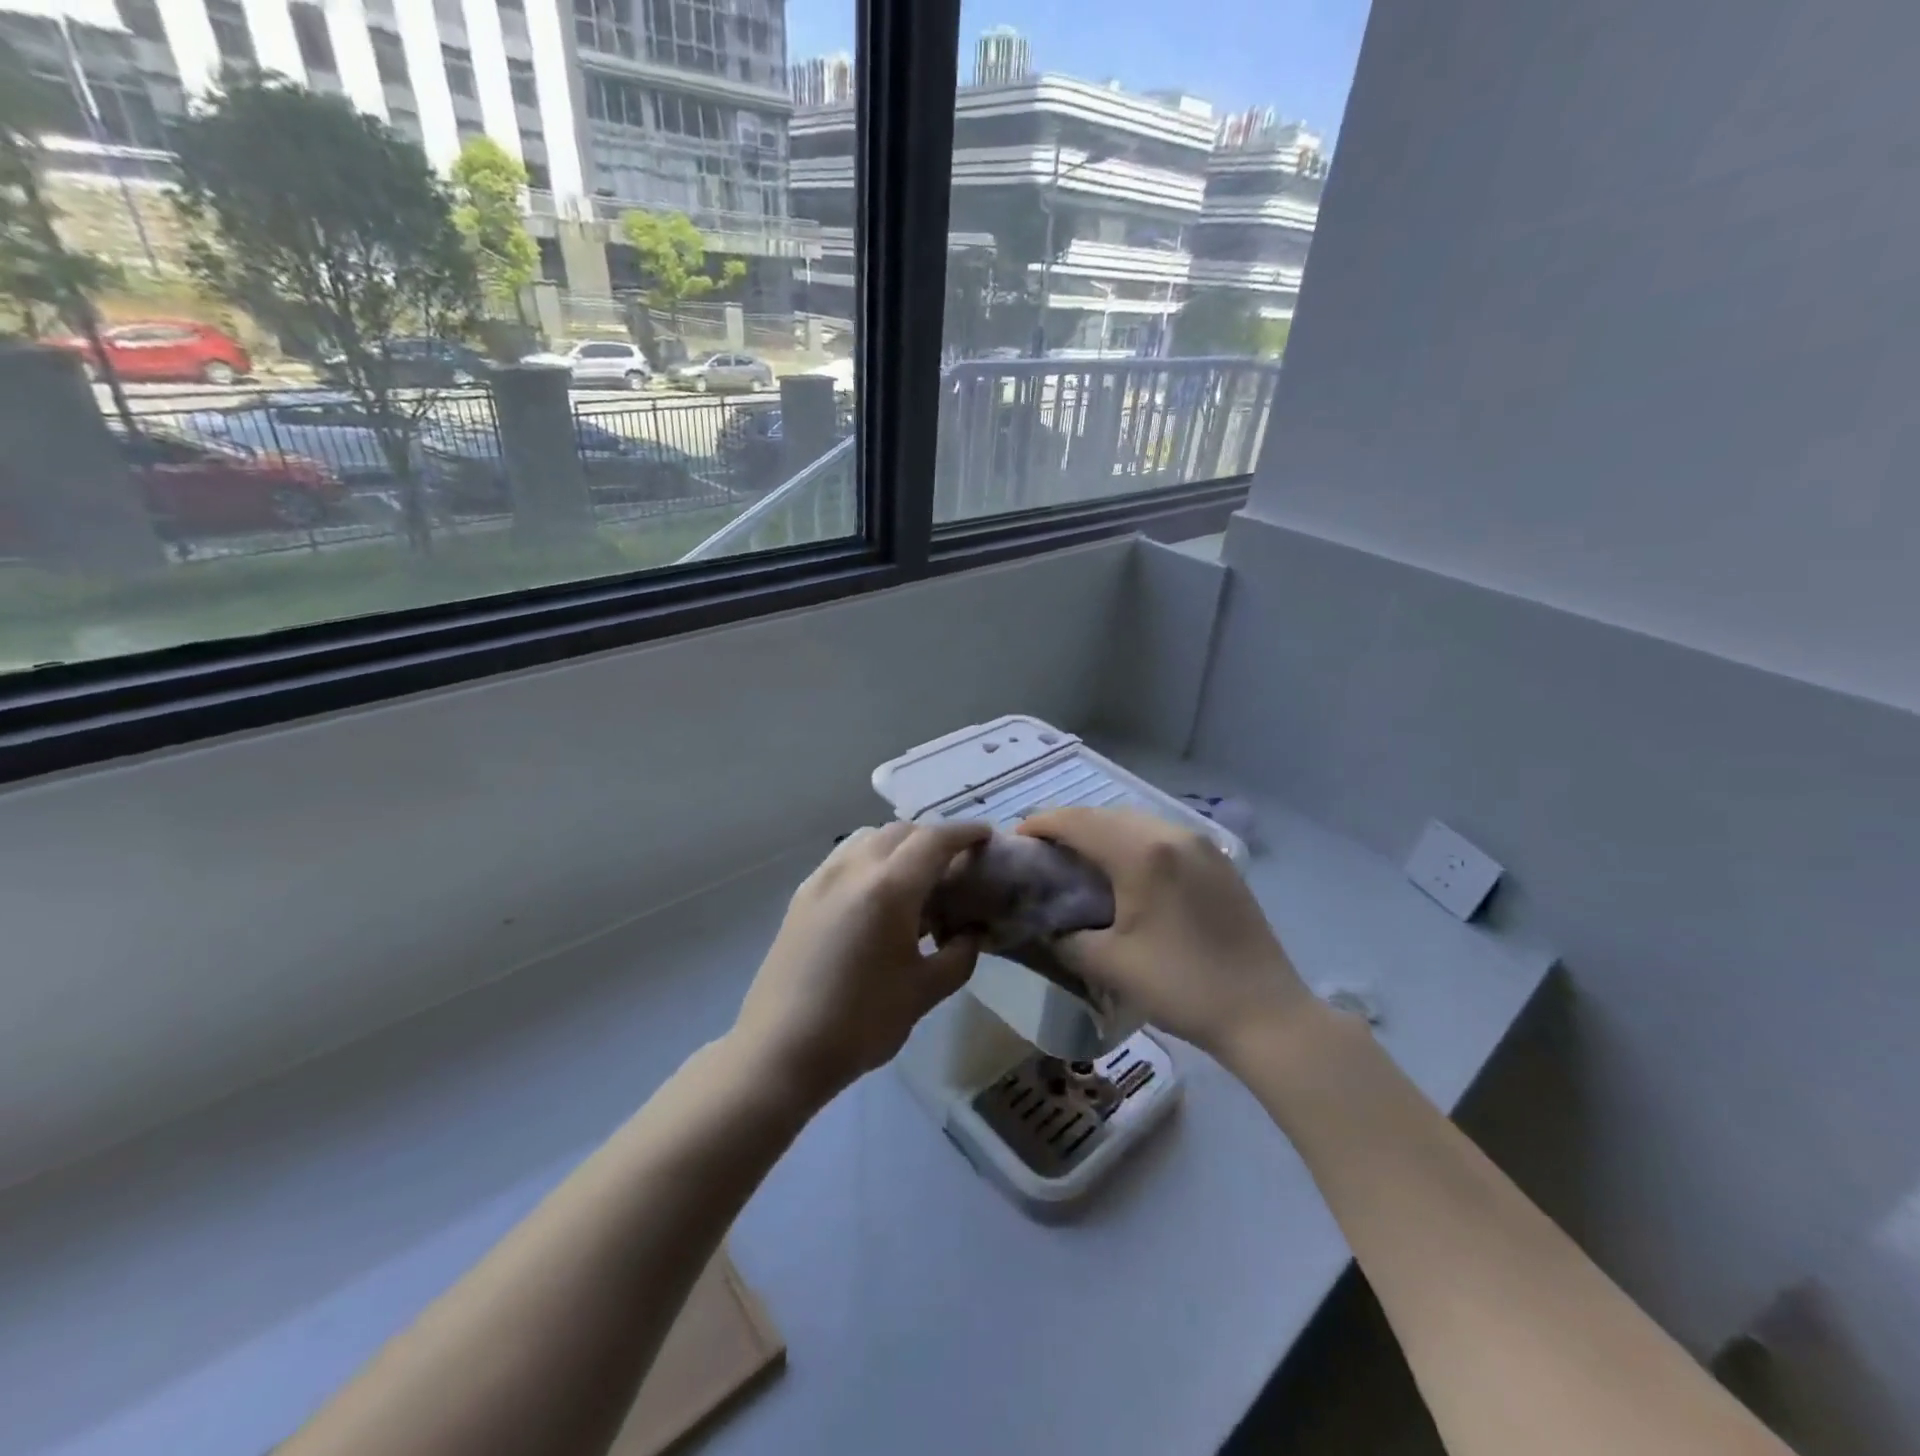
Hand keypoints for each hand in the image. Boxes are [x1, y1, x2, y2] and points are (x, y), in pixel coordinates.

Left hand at [731, 821, 990, 1107]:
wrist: (780, 1050)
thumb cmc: (861, 1022)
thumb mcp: (924, 992)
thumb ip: (959, 955)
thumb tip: (972, 932)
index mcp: (889, 888)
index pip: (934, 840)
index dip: (964, 832)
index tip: (986, 837)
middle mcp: (853, 868)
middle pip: (901, 831)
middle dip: (933, 838)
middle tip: (955, 864)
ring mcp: (822, 878)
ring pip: (868, 838)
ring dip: (899, 844)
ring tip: (916, 877)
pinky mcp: (802, 895)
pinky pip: (845, 857)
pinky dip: (871, 858)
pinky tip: (878, 895)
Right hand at [1017, 808, 1315, 1061]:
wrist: (1265, 1013)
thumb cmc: (1182, 986)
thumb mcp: (1109, 964)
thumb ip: (1065, 937)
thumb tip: (1046, 925)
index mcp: (1141, 852)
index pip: (1077, 822)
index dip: (1041, 825)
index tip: (1015, 840)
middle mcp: (1171, 835)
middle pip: (1106, 815)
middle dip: (1069, 827)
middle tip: (1044, 854)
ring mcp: (1200, 845)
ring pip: (1136, 823)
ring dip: (1102, 833)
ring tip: (1080, 861)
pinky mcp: (1218, 862)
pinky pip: (1163, 837)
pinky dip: (1133, 843)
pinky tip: (1127, 872)